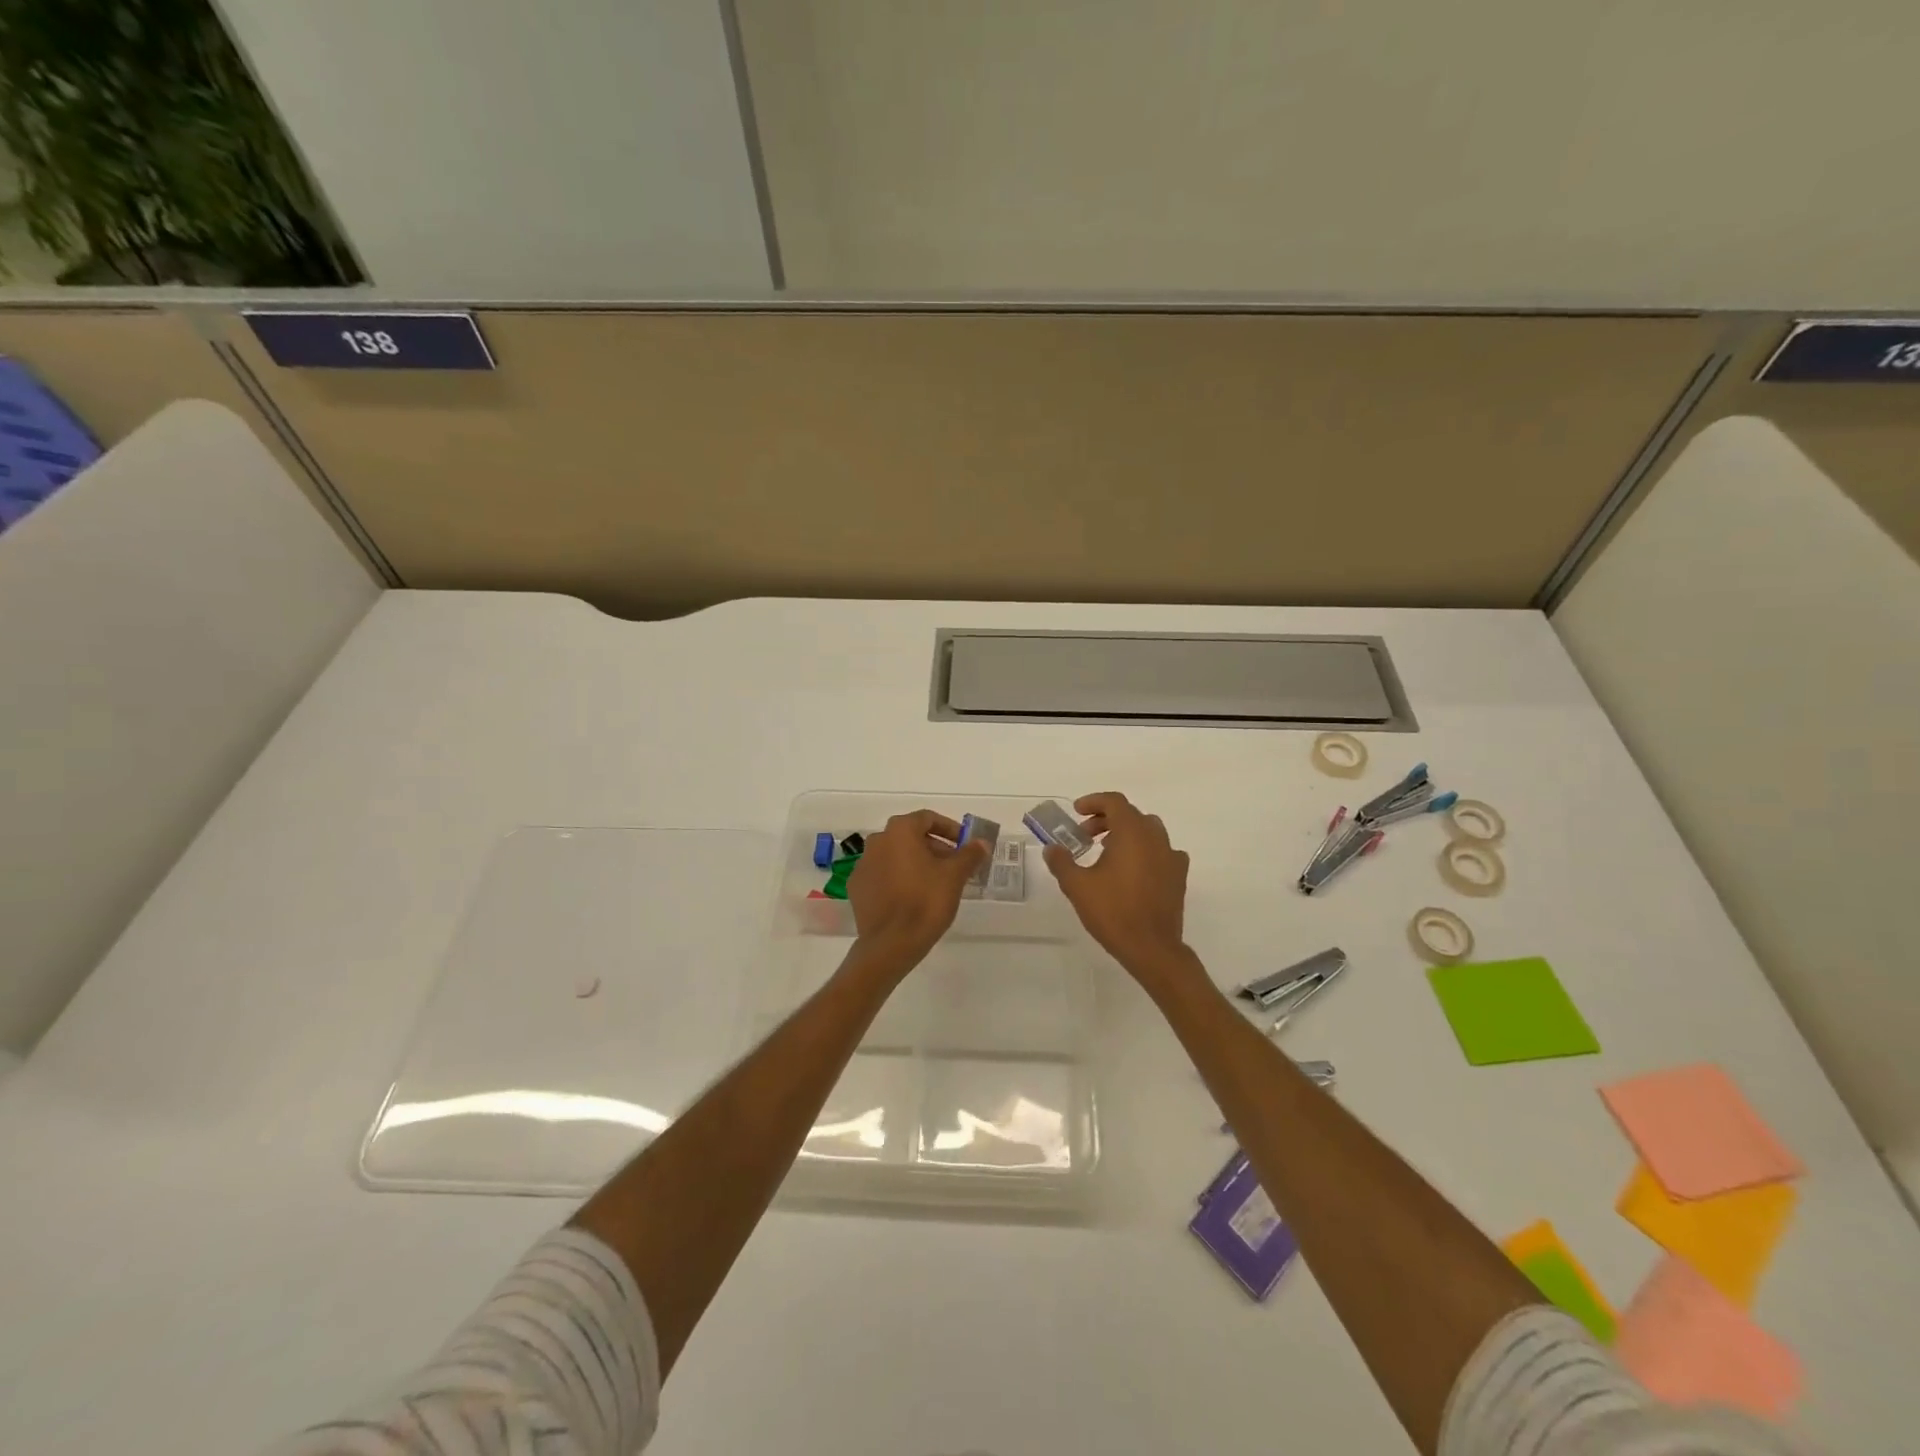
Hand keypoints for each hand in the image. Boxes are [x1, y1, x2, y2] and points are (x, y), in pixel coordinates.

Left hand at [847, 810, 989, 967]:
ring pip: (896, 856)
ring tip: (936, 883)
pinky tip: (912, 897)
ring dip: (916, 863)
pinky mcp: (857, 888)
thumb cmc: (926, 901)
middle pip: (911, 836)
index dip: (950, 829)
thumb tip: (982, 843)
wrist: (891, 943)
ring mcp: (863, 865)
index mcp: (899, 831)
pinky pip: (883, 875)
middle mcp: (877, 841)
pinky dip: (899, 879)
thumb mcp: (955, 876)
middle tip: (954, 866)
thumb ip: (970, 854)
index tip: (964, 845)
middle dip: (935, 848)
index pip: (928, 818)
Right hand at [1043, 792, 1192, 984]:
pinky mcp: (1179, 875)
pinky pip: (1162, 851)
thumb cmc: (1113, 911)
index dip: (1094, 801)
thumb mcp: (1077, 886)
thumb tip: (1052, 848)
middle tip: (1085, 835)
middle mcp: (1155, 838)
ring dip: (1126, 833)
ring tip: (1106, 850)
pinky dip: (1144, 851)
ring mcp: (1171, 856)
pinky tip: (1132, 870)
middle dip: (1106, 819)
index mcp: (1132, 833)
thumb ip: (1061, 862)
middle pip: (1131, 814)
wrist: (1152, 948)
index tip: (1077, 812)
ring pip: (1148, 831)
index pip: (1114, 802)